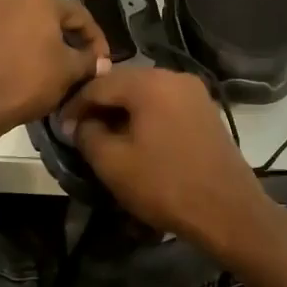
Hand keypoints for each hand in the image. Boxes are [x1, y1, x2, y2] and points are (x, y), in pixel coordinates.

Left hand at [0, 0, 110, 139]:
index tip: (102, 60)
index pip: (79, 13)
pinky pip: (5, 20)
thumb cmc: (27, 79)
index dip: (95, 37)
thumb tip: (102, 62)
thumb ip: (88, 62)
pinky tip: (29, 48)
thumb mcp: (67, 72)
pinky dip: (19, 26)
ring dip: (33, 10)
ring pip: (15, 0)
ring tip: (51, 33)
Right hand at [59, 68, 277, 253]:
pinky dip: (146, 116)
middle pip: (124, 83)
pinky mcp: (206, 110)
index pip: (99, 84)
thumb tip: (80, 122)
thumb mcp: (113, 163)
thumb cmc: (165, 185)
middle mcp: (174, 76)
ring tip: (105, 136)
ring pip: (146, 93)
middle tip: (79, 130)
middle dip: (99, 105)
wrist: (227, 210)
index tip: (59, 128)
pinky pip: (165, 104)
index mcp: (150, 83)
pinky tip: (136, 139)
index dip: (74, 105)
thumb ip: (87, 134)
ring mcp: (194, 92)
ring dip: (122, 111)